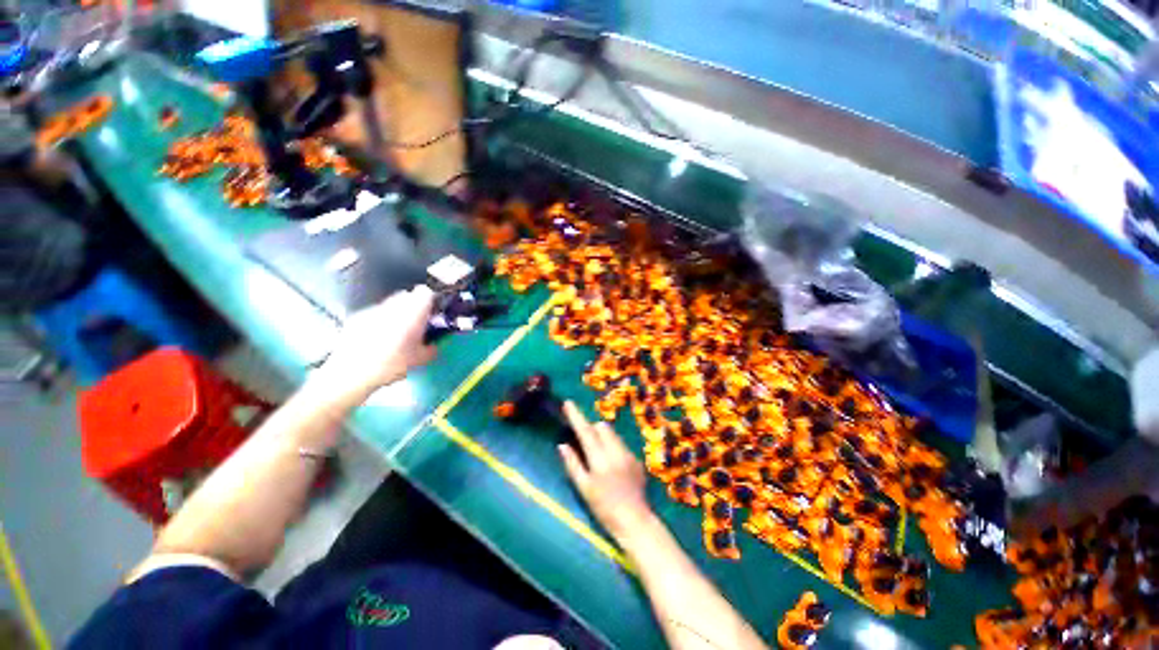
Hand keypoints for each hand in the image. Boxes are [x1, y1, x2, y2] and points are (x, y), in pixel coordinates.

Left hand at [316, 286, 436, 400]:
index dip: (431, 300)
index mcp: (412, 315)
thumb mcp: (420, 360)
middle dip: (414, 305)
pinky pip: (375, 312)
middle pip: (407, 295)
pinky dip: (380, 319)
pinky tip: (378, 336)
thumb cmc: (391, 365)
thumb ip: (432, 348)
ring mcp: (373, 311)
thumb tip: (435, 344)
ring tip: (397, 330)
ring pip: (390, 303)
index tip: (433, 311)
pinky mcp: (357, 317)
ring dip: (397, 311)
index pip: (425, 293)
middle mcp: (393, 308)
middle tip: (417, 321)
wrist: (350, 373)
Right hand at [559, 401, 651, 541]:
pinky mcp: (636, 459)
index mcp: (599, 459)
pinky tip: (612, 464)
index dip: (576, 416)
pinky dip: (612, 446)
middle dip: (591, 428)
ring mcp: (628, 454)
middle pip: (601, 427)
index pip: (585, 431)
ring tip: (598, 453)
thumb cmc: (604, 508)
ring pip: (612, 434)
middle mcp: (615, 451)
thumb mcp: (584, 488)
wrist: (635, 521)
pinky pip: (621, 444)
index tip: (568, 403)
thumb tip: (562, 445)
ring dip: (602, 436)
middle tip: (584, 441)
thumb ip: (572, 464)